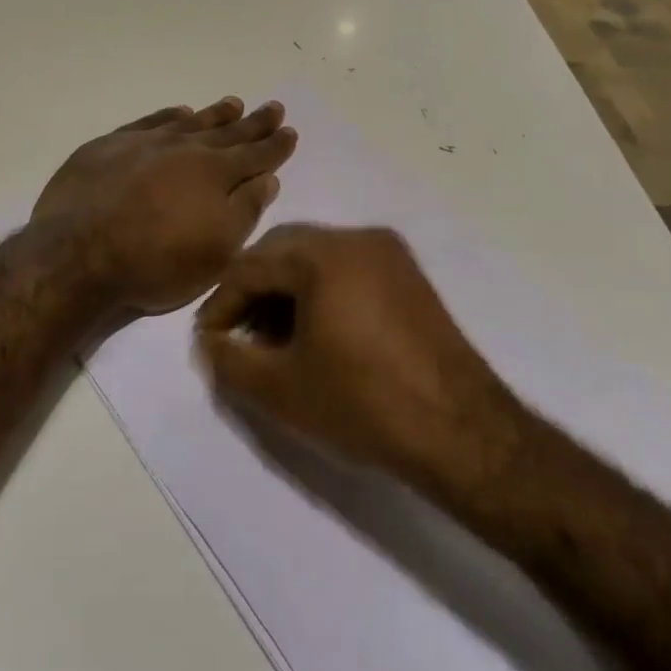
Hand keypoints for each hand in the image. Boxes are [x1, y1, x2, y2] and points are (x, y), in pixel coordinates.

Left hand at [32, 97, 297, 317]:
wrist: (78, 253)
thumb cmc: (155, 262)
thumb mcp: (216, 251)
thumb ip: (244, 211)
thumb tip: (266, 179)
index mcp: (214, 174)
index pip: (254, 155)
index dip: (275, 146)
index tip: (289, 131)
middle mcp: (184, 149)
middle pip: (226, 133)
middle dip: (252, 122)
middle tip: (272, 107)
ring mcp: (144, 143)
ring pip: (189, 122)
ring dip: (213, 115)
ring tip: (232, 103)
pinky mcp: (109, 146)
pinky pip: (149, 122)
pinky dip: (168, 116)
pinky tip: (178, 113)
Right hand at [194, 224, 517, 478]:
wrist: (462, 432)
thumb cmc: (363, 404)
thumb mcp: (281, 389)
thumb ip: (229, 360)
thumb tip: (209, 342)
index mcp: (324, 255)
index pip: (252, 266)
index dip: (222, 303)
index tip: (208, 339)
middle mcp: (357, 238)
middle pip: (284, 250)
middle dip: (252, 290)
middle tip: (237, 334)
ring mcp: (388, 253)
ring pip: (316, 256)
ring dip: (286, 289)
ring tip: (273, 338)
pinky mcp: (408, 275)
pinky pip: (347, 268)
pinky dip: (320, 290)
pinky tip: (315, 331)